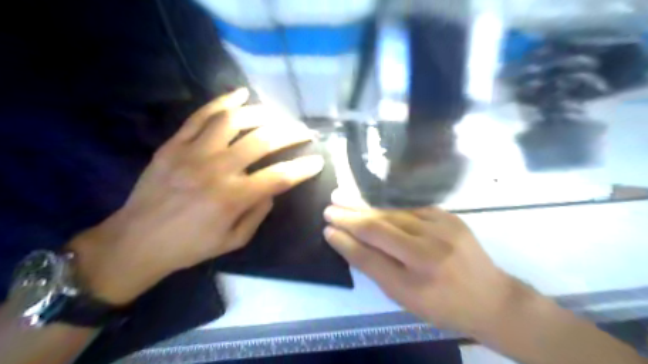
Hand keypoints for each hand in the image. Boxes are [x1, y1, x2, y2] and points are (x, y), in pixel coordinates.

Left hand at [69, 88, 323, 304]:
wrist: (137, 240)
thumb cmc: (190, 246)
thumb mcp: (233, 241)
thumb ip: (258, 213)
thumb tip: (273, 189)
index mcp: (233, 198)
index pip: (280, 176)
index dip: (304, 168)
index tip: (317, 161)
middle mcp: (217, 169)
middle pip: (263, 140)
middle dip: (291, 133)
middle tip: (304, 132)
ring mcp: (193, 152)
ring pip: (234, 120)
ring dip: (262, 114)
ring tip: (277, 116)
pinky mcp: (174, 144)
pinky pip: (201, 116)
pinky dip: (223, 101)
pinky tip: (241, 94)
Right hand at [322, 191, 516, 334]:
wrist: (491, 298)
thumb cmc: (443, 305)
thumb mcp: (406, 299)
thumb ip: (376, 270)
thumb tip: (348, 243)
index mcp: (415, 283)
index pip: (369, 257)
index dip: (345, 241)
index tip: (327, 230)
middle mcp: (428, 253)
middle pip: (379, 228)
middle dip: (349, 216)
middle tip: (329, 207)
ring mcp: (442, 230)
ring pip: (392, 213)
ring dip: (364, 204)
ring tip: (343, 196)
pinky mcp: (449, 217)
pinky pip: (410, 207)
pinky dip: (387, 204)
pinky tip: (371, 199)